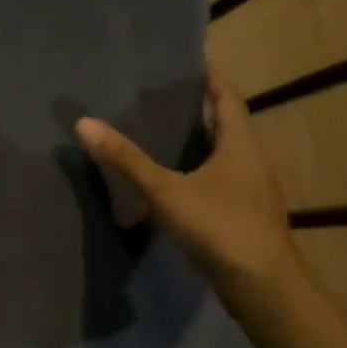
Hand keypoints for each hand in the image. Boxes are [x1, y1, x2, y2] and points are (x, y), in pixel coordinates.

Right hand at [75, 67, 296, 293]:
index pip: (227, 96)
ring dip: (199, 141)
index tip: (186, 61)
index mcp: (240, 143)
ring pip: (224, 154)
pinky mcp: (245, 215)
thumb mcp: (165, 191)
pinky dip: (198, 171)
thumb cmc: (219, 226)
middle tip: (161, 96)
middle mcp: (251, 160)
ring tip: (162, 133)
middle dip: (199, 108)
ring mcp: (251, 190)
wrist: (262, 286)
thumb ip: (126, 159)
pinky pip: (220, 180)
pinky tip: (174, 182)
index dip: (209, 77)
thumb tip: (84, 123)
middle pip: (226, 123)